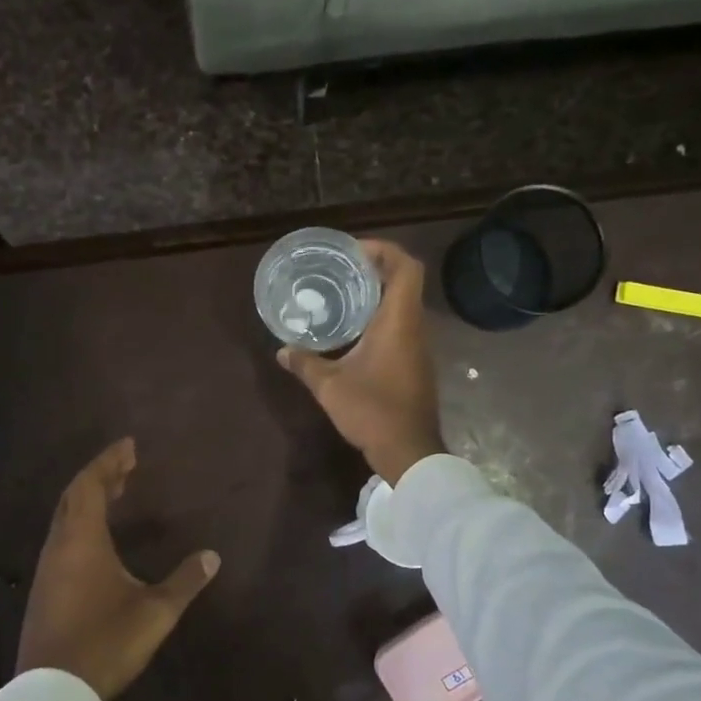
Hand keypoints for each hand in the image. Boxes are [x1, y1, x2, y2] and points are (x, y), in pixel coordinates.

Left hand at [16, 438, 220, 700]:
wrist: (54, 694)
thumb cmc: (106, 642)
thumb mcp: (155, 611)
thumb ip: (185, 581)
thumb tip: (212, 556)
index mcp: (82, 540)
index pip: (92, 485)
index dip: (109, 461)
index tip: (129, 445)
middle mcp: (60, 546)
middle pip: (75, 496)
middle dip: (100, 475)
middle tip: (127, 466)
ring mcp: (48, 569)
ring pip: (66, 518)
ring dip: (89, 499)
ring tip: (116, 493)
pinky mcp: (45, 590)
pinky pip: (63, 539)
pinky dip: (81, 523)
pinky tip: (98, 539)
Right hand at [277, 239, 445, 484]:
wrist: (409, 451)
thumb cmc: (372, 410)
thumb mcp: (330, 386)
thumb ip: (305, 363)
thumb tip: (282, 350)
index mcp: (398, 321)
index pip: (406, 268)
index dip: (385, 250)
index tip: (354, 251)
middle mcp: (414, 327)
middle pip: (405, 281)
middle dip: (376, 269)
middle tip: (341, 270)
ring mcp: (418, 346)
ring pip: (404, 305)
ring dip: (378, 294)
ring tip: (343, 294)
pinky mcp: (415, 363)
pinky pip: (401, 326)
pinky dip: (381, 317)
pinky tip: (354, 331)